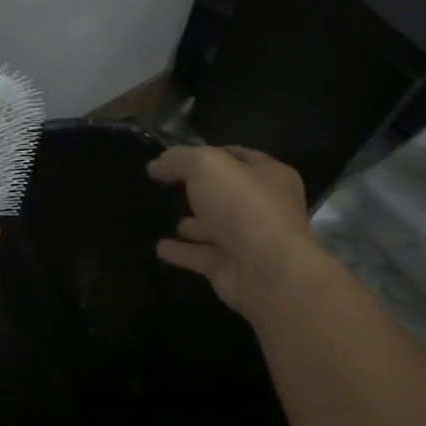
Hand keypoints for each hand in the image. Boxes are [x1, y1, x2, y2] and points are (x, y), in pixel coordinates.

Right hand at [148, 146, 326, 315]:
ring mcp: (249, 241)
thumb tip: (157, 164)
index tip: (175, 157)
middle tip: (169, 187)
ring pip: (216, 227)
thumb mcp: (206, 165)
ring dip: (194, 224)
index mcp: (269, 175)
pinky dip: (181, 252)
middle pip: (226, 193)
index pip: (236, 156)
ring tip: (167, 218)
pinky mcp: (233, 270)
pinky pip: (201, 256)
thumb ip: (179, 159)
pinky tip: (160, 248)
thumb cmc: (243, 207)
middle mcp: (263, 207)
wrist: (268, 272)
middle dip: (201, 190)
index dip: (206, 153)